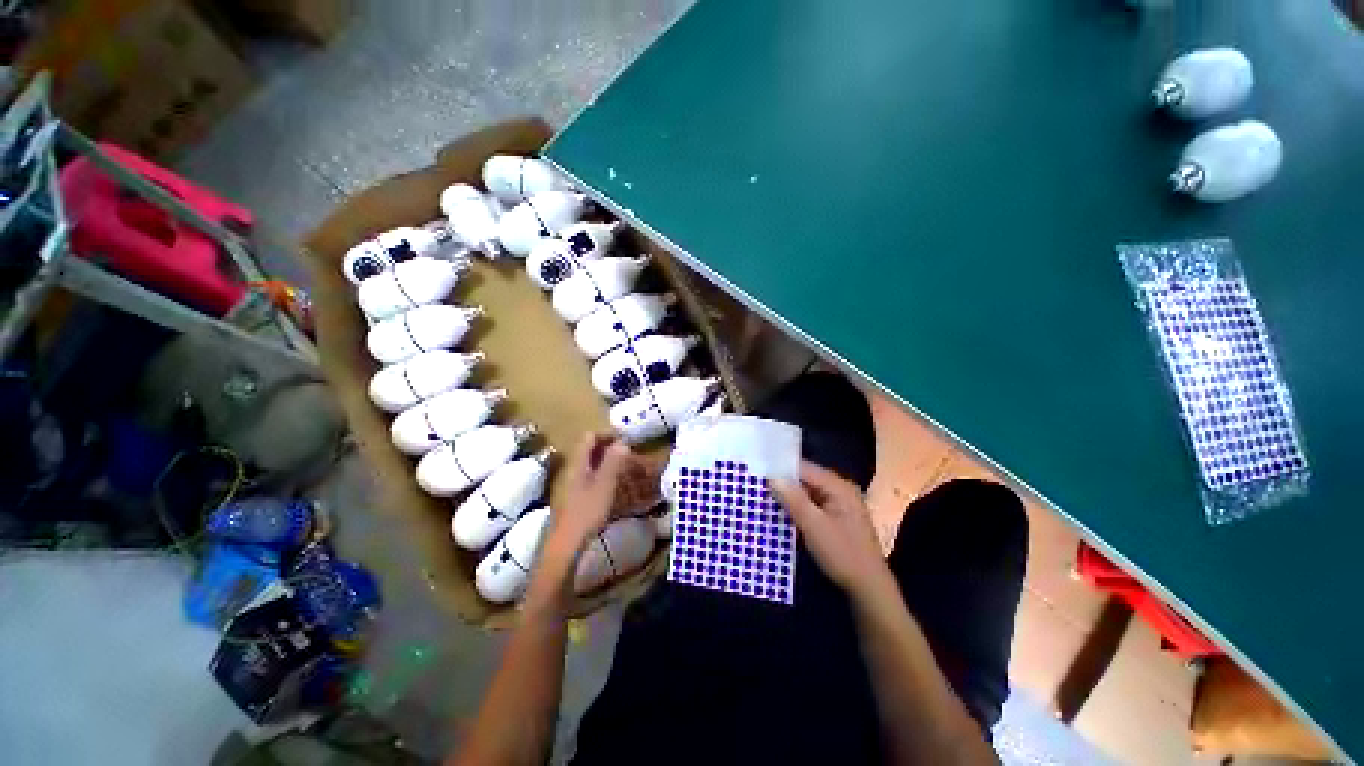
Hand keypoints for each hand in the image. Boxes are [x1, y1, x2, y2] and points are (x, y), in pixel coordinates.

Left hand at [542, 433, 633, 560]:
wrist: (566, 545)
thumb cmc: (586, 511)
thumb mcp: (604, 484)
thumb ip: (613, 461)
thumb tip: (622, 443)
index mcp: (578, 463)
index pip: (590, 437)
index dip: (607, 434)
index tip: (625, 438)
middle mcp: (573, 470)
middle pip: (590, 450)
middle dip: (610, 448)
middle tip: (629, 453)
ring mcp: (572, 484)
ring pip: (592, 465)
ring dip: (609, 462)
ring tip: (627, 468)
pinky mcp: (575, 498)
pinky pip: (591, 478)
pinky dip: (605, 476)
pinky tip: (616, 487)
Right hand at [771, 461, 895, 602]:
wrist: (870, 589)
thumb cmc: (842, 554)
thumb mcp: (814, 526)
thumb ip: (793, 499)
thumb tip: (772, 477)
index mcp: (839, 486)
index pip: (804, 468)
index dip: (781, 469)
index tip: (758, 472)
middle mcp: (841, 490)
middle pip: (806, 479)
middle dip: (784, 482)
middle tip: (758, 485)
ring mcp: (841, 504)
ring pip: (808, 492)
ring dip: (790, 496)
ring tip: (765, 496)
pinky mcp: (837, 518)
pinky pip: (813, 504)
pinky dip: (799, 507)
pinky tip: (783, 512)